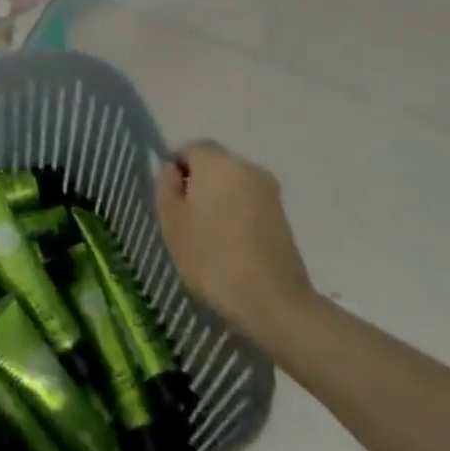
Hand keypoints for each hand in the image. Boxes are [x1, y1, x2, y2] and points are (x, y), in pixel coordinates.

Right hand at [157, 140, 317, 344]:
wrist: (272, 301)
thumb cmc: (211, 257)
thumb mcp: (171, 221)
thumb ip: (167, 186)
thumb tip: (174, 170)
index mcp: (216, 162)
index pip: (190, 148)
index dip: (176, 169)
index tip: (171, 200)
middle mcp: (246, 166)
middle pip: (214, 163)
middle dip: (199, 182)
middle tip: (186, 218)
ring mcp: (269, 190)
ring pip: (233, 183)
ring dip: (219, 198)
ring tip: (209, 234)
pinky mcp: (283, 214)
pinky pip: (249, 201)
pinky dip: (237, 213)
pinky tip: (231, 243)